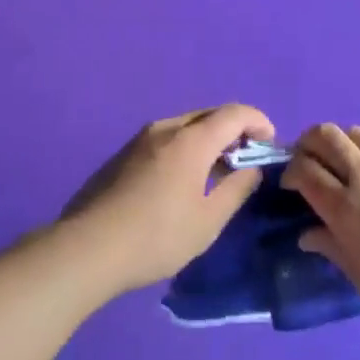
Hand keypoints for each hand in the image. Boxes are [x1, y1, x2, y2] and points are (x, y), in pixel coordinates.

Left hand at [59, 103, 275, 297]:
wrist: (89, 246)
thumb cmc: (157, 236)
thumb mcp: (207, 221)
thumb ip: (236, 189)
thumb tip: (251, 169)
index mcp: (191, 140)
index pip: (234, 113)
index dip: (258, 121)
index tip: (270, 142)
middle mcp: (166, 128)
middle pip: (209, 114)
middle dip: (234, 129)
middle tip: (247, 158)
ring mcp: (141, 138)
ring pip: (185, 125)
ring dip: (208, 138)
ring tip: (217, 170)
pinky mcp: (124, 153)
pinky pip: (166, 138)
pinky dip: (186, 147)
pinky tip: (184, 178)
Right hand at [284, 124, 359, 334]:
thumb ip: (334, 250)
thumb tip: (307, 234)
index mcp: (347, 209)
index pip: (305, 171)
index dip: (290, 172)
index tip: (290, 186)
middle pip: (325, 136)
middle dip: (307, 143)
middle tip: (309, 162)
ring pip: (356, 132)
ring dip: (341, 141)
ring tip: (343, 162)